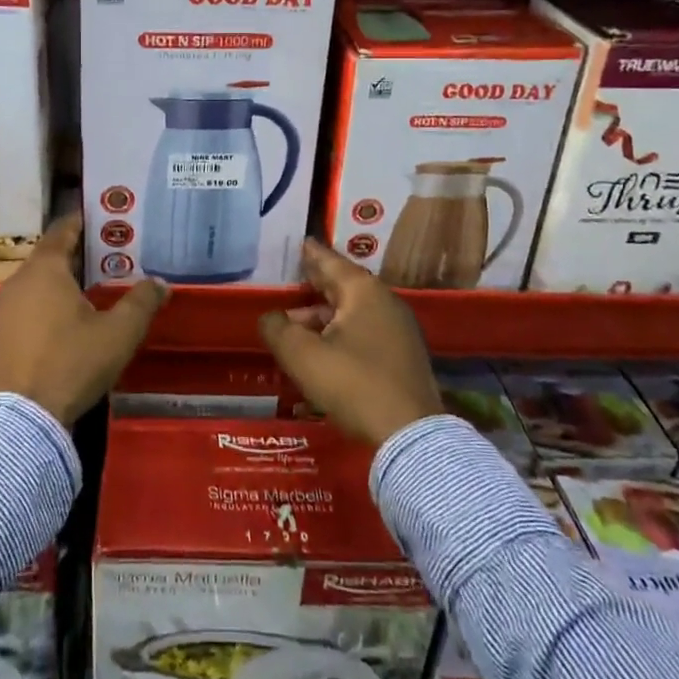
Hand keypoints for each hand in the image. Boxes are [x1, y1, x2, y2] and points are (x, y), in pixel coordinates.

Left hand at [0, 214, 166, 426]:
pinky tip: (76, 313)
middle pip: (53, 254)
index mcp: (45, 269)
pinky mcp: (4, 331)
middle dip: (83, 251)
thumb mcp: (119, 332)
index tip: (109, 217)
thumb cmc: (74, 361)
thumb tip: (161, 283)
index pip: (64, 229)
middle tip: (115, 251)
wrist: (26, 418)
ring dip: (68, 277)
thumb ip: (142, 301)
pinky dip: (53, 298)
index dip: (86, 220)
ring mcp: (7, 307)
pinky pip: (32, 301)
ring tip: (100, 282)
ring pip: (41, 279)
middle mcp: (20, 280)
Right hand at [259, 240, 442, 446]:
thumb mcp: (302, 355)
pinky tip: (322, 351)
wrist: (409, 435)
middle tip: (291, 283)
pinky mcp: (403, 357)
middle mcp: (385, 303)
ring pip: (353, 313)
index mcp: (363, 292)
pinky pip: (365, 333)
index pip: (331, 262)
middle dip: (314, 287)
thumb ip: (278, 329)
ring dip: (323, 318)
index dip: (311, 254)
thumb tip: (269, 317)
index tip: (299, 242)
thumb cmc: (352, 383)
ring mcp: (399, 331)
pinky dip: (340, 334)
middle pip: (343, 287)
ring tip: (296, 328)